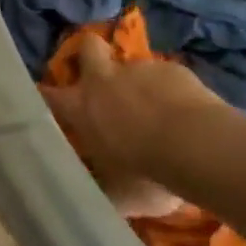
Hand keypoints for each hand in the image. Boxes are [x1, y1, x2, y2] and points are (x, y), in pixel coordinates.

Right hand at [37, 32, 223, 218]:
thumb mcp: (116, 194)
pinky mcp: (176, 70)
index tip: (45, 101)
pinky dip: (173, 93)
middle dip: (90, 54)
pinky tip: (188, 115)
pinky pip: (168, 78)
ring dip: (139, 85)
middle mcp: (104, 80)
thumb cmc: (147, 172)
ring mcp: (141, 70)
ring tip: (159, 113)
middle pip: (88, 47)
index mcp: (81, 107)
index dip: (43, 95)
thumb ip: (98, 188)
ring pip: (133, 68)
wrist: (202, 148)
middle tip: (99, 77)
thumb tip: (84, 199)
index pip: (47, 94)